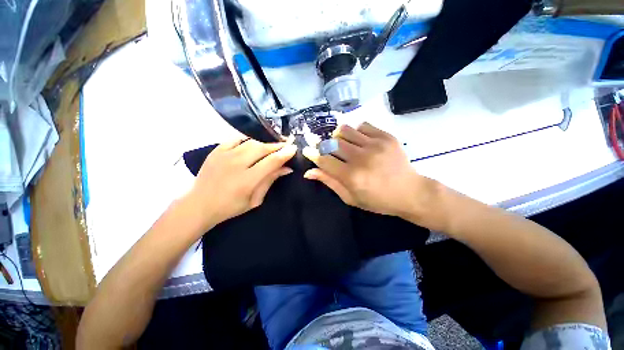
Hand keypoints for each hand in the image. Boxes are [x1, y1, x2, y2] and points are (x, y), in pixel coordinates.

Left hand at [186, 137, 296, 230]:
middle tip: (286, 146)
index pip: (271, 161)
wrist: (199, 204)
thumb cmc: (230, 207)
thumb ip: (270, 181)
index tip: (294, 149)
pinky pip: (236, 139)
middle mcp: (236, 164)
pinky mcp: (216, 151)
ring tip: (272, 146)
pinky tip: (254, 144)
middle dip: (277, 146)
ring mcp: (224, 155)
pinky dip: (248, 140)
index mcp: (247, 180)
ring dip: (265, 143)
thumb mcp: (255, 199)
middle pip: (262, 148)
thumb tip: (286, 168)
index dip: (285, 154)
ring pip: (251, 142)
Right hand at [303, 123, 437, 222]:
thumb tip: (309, 172)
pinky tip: (360, 141)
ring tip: (343, 145)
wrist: (410, 192)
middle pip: (332, 143)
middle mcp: (361, 158)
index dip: (313, 155)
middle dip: (325, 146)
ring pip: (345, 130)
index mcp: (352, 176)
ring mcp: (375, 145)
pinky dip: (356, 132)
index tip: (307, 150)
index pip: (324, 160)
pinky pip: (362, 125)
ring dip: (338, 136)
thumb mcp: (351, 197)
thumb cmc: (378, 200)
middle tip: (328, 151)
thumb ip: (330, 182)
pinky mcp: (386, 137)